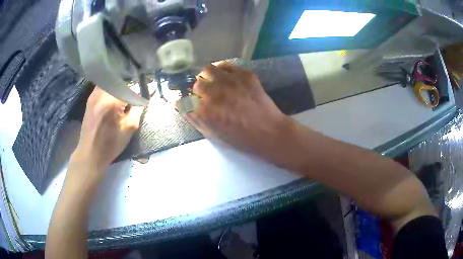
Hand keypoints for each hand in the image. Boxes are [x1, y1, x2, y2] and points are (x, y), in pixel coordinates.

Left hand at [71, 87, 143, 173]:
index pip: (131, 87)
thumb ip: (138, 109)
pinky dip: (111, 89)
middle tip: (133, 98)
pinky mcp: (90, 98)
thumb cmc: (110, 144)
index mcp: (112, 101)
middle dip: (129, 88)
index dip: (139, 92)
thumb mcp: (129, 128)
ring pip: (111, 82)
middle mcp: (101, 93)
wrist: (90, 153)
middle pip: (120, 81)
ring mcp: (94, 94)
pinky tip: (113, 99)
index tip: (143, 98)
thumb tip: (144, 97)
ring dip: (120, 88)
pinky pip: (104, 87)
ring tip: (124, 98)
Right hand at [187, 62, 294, 165]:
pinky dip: (220, 69)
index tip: (190, 103)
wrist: (270, 131)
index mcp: (205, 111)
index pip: (184, 100)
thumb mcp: (214, 135)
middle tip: (206, 95)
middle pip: (196, 84)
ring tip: (213, 82)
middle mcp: (214, 92)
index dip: (185, 101)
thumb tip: (183, 108)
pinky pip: (225, 64)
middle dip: (198, 91)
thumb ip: (196, 120)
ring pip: (207, 70)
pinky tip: (224, 76)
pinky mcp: (244, 74)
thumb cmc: (242, 138)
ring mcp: (230, 81)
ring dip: (207, 77)